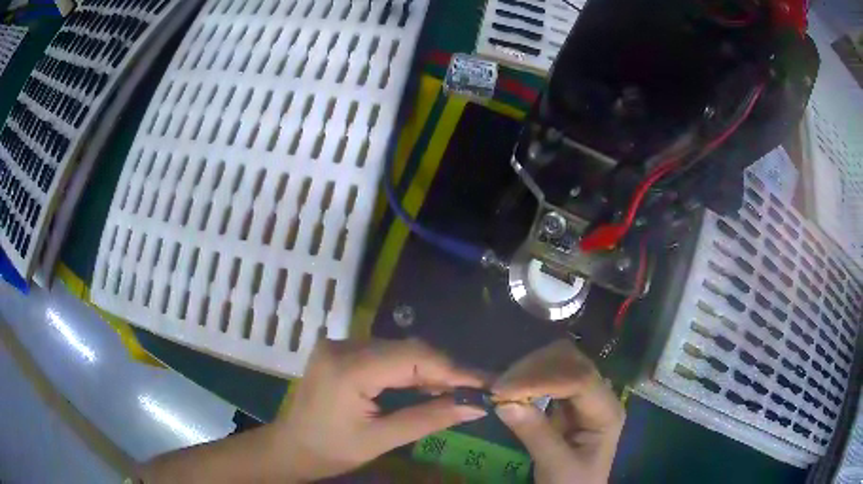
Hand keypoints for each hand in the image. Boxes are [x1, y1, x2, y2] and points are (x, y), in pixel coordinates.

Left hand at [278, 338, 487, 481]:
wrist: (290, 447)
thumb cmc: (330, 451)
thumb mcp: (381, 439)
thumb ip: (429, 419)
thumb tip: (475, 407)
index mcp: (348, 368)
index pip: (413, 357)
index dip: (454, 369)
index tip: (487, 382)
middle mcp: (343, 346)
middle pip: (407, 350)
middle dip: (445, 370)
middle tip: (477, 390)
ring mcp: (339, 345)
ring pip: (399, 350)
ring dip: (429, 370)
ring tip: (458, 391)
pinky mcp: (340, 351)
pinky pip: (385, 355)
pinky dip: (409, 371)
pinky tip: (426, 387)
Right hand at [493, 340, 624, 483]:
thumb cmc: (572, 483)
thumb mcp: (556, 466)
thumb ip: (536, 434)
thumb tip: (504, 403)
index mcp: (607, 412)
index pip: (580, 380)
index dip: (543, 379)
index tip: (505, 390)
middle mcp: (600, 394)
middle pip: (572, 361)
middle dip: (535, 368)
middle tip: (500, 388)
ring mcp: (585, 394)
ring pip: (560, 361)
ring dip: (530, 369)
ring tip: (503, 388)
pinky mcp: (569, 398)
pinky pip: (550, 375)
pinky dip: (529, 376)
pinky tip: (513, 388)